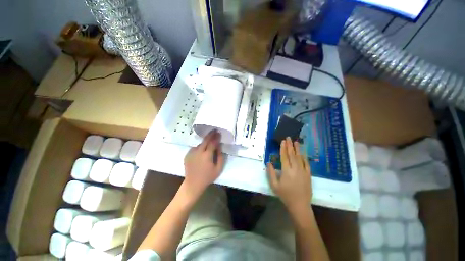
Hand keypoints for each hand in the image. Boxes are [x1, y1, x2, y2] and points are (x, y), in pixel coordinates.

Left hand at [183, 130, 224, 198]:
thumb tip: (219, 146)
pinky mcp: (187, 155)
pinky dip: (199, 147)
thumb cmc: (208, 177)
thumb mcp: (218, 168)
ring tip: (209, 142)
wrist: (193, 184)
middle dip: (210, 134)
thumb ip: (220, 156)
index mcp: (207, 155)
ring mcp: (191, 153)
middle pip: (205, 140)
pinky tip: (202, 150)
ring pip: (200, 144)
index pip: (212, 142)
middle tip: (214, 130)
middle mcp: (198, 152)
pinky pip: (195, 148)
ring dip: (205, 142)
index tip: (219, 133)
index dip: (216, 137)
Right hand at [267, 137, 311, 211]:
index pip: (284, 156)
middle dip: (290, 145)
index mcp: (286, 170)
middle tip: (288, 137)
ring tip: (296, 141)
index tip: (283, 141)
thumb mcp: (274, 185)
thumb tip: (269, 162)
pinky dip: (304, 157)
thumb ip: (271, 173)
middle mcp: (295, 168)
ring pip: (300, 157)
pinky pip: (306, 163)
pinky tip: (303, 153)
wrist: (300, 205)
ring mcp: (303, 171)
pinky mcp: (308, 174)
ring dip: (297, 149)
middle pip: (292, 154)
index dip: (283, 148)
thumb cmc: (285, 195)